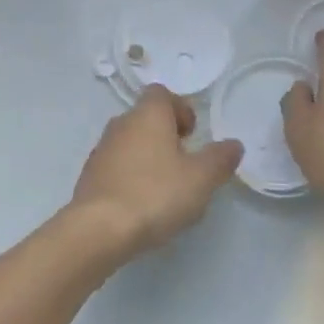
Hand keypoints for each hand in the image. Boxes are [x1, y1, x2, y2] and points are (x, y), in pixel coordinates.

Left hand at [71, 86, 242, 259]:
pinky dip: (131, 176)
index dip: (180, 109)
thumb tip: (234, 144)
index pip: (162, 94)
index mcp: (148, 114)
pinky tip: (142, 204)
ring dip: (148, 157)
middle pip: (146, 118)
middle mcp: (121, 123)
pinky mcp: (89, 176)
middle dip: (166, 135)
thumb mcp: (201, 178)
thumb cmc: (155, 194)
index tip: (192, 135)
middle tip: (184, 163)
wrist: (98, 229)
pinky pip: (116, 166)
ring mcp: (101, 149)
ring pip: (130, 142)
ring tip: (165, 188)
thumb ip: (220, 159)